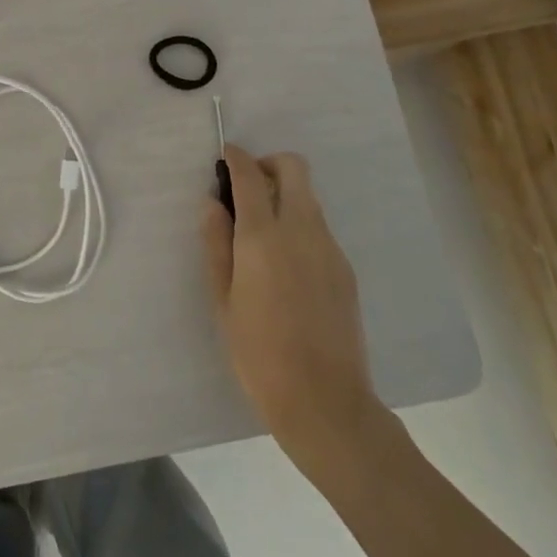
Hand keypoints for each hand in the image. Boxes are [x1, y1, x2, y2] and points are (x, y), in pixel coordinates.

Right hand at [202, 146, 384, 460]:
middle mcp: (301, 230)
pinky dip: (299, 224)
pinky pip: (319, 227)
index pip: (251, 176)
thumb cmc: (258, 352)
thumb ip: (216, 243)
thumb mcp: (222, 299)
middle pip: (294, 168)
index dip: (236, 158)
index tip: (225, 155)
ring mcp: (329, 248)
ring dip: (285, 195)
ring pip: (309, 197)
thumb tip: (212, 204)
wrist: (325, 401)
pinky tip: (284, 264)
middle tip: (246, 188)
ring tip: (261, 232)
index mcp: (263, 237)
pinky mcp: (344, 268)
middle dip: (268, 165)